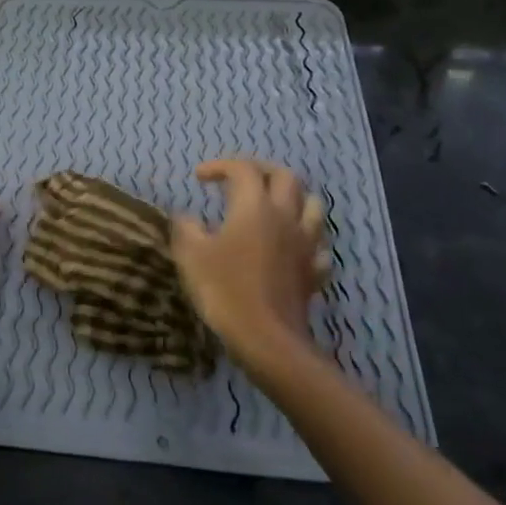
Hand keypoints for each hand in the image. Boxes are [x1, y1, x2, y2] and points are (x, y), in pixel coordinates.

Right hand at [171, 159, 327, 377]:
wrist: (266, 338)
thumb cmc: (225, 290)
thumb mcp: (190, 255)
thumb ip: (186, 228)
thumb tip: (186, 218)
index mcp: (254, 206)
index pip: (243, 169)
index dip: (220, 166)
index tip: (199, 177)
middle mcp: (286, 216)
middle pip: (286, 177)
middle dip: (261, 171)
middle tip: (240, 179)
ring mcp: (306, 244)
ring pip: (312, 205)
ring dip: (293, 198)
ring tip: (273, 206)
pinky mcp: (315, 271)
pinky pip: (319, 244)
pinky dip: (306, 238)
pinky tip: (292, 247)